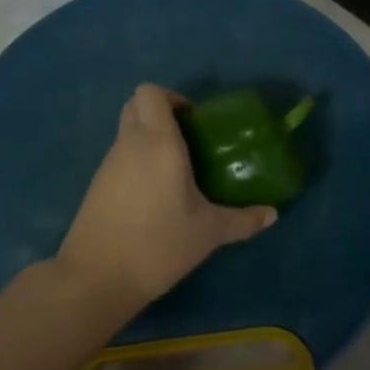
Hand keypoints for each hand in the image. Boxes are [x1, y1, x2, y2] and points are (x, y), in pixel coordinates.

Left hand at [56, 85, 276, 313]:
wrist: (97, 277)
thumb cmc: (158, 245)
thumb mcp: (208, 233)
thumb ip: (243, 220)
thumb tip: (272, 215)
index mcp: (158, 142)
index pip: (151, 92)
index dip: (172, 97)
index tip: (194, 122)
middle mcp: (130, 144)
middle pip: (135, 105)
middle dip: (159, 112)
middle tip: (187, 139)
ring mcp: (108, 164)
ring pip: (126, 132)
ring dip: (148, 138)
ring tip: (176, 170)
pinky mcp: (96, 185)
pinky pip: (119, 157)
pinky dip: (136, 162)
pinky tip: (155, 194)